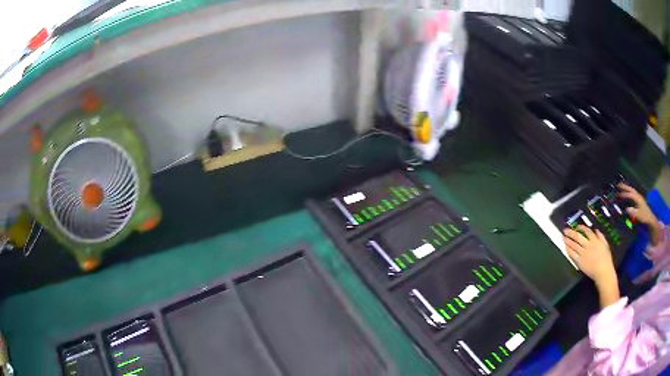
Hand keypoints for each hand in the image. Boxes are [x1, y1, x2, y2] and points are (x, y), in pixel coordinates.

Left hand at [563, 225, 614, 282]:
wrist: (603, 271)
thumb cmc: (606, 258)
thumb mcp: (605, 244)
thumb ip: (600, 236)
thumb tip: (595, 229)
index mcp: (595, 240)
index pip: (587, 231)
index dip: (581, 227)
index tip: (577, 226)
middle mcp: (588, 245)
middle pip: (578, 237)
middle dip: (571, 232)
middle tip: (565, 230)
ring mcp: (583, 254)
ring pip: (574, 245)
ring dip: (568, 240)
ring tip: (563, 237)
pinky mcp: (580, 262)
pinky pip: (573, 255)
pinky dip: (568, 250)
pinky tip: (565, 247)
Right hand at [618, 183, 656, 225]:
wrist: (649, 218)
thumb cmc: (644, 216)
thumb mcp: (638, 215)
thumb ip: (633, 212)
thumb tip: (626, 209)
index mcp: (637, 198)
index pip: (630, 194)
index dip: (624, 194)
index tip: (618, 195)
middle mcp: (638, 196)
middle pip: (631, 189)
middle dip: (624, 187)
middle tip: (618, 185)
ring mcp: (638, 197)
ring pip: (632, 190)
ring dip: (626, 187)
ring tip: (621, 186)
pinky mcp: (638, 199)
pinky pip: (633, 193)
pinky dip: (629, 191)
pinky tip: (627, 192)